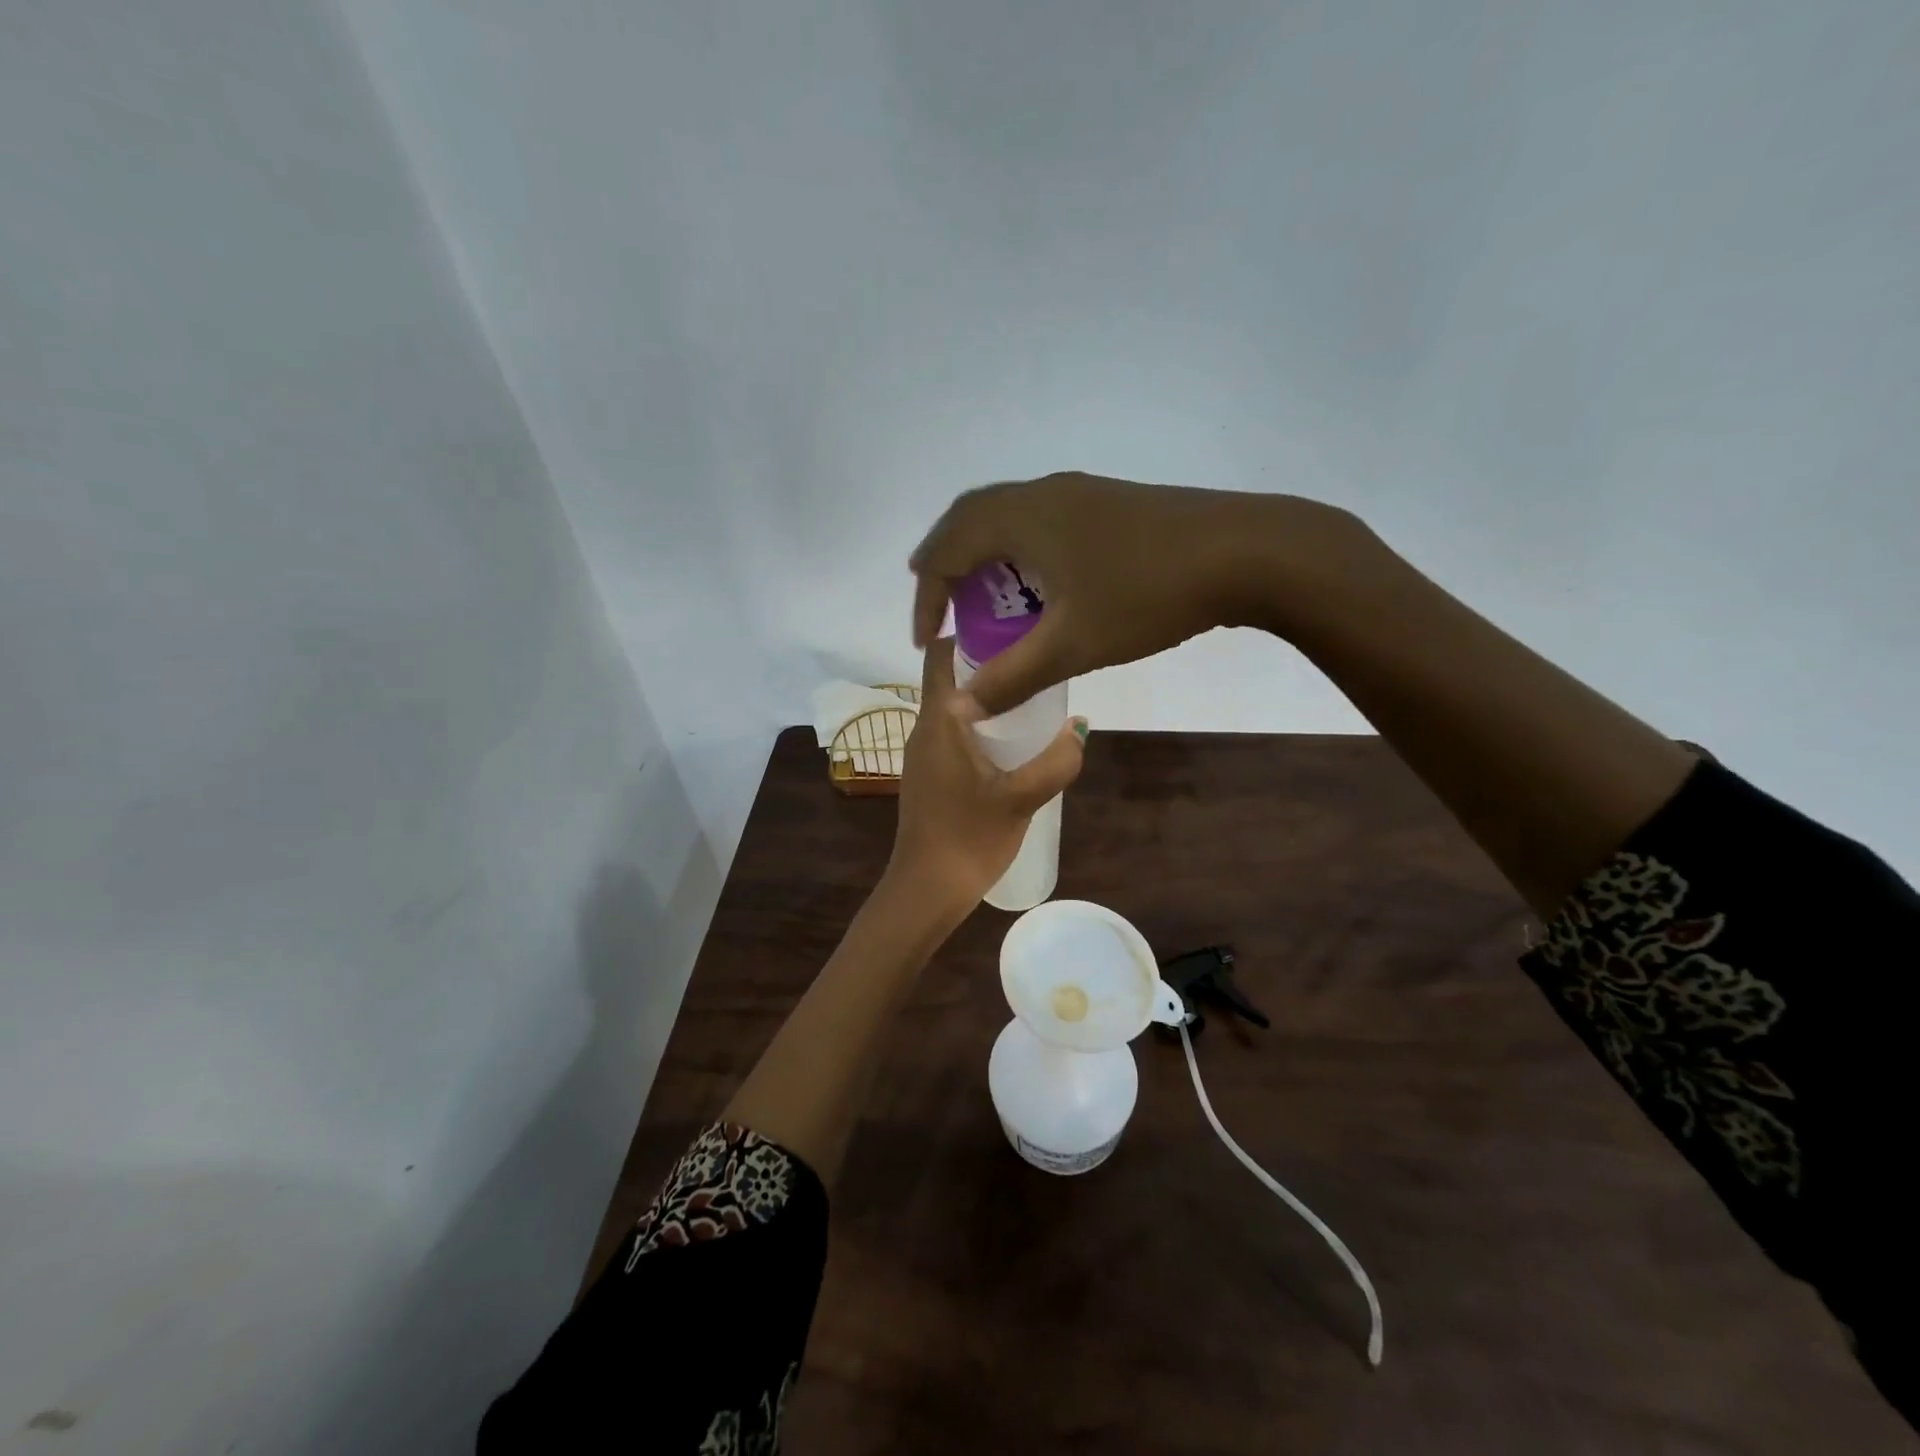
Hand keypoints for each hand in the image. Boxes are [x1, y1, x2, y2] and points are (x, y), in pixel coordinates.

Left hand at [888, 637, 1087, 912]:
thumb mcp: (1022, 798)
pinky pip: (953, 733)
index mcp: (939, 721)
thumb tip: (1080, 727)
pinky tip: (1011, 741)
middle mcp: (924, 728)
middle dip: (987, 662)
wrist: (927, 890)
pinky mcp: (928, 776)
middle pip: (949, 677)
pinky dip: (979, 724)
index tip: (1012, 625)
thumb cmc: (969, 838)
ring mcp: (923, 754)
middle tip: (1034, 658)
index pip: (941, 654)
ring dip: (985, 695)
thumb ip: (1056, 761)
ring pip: (952, 707)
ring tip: (1031, 695)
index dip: (971, 632)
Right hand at [909, 473, 1366, 715]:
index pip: (947, 551)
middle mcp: (1041, 493)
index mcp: (1020, 518)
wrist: (1246, 552)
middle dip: (945, 565)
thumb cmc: (1147, 595)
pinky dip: (1018, 551)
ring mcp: (1077, 493)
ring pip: (1006, 517)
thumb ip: (1011, 677)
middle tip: (938, 607)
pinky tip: (1038, 585)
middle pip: (968, 519)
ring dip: (983, 556)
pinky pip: (1038, 521)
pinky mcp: (1105, 503)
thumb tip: (959, 708)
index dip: (927, 598)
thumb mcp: (1072, 644)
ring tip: (981, 598)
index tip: (926, 643)